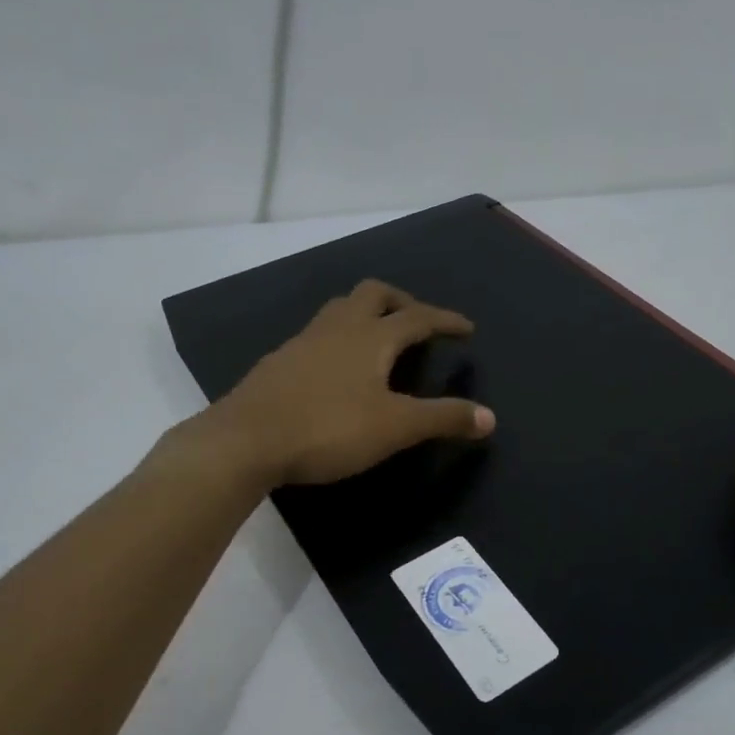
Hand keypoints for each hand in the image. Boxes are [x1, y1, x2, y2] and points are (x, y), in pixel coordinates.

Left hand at [207, 279, 495, 486]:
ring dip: (366, 315)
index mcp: (371, 337)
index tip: (466, 328)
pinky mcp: (279, 361)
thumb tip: (489, 418)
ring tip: (380, 340)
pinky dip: (339, 339)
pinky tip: (337, 369)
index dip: (445, 320)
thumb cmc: (328, 429)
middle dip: (402, 302)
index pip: (418, 317)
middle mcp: (338, 327)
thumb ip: (443, 418)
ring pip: (340, 309)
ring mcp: (303, 341)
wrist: (246, 440)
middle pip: (374, 294)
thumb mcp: (395, 428)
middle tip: (418, 323)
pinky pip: (318, 335)